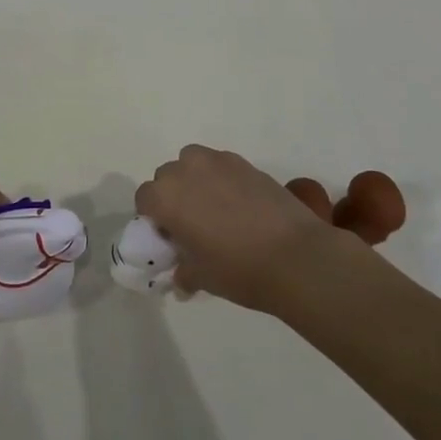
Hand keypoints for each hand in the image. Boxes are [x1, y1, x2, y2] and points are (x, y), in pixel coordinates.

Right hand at [136, 145, 370, 312]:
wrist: (296, 256)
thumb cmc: (239, 270)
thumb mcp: (202, 277)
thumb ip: (184, 270)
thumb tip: (181, 275)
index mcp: (165, 198)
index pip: (144, 199)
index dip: (154, 218)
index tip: (171, 238)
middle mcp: (185, 171)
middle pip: (167, 177)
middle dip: (173, 196)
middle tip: (193, 225)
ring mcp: (217, 162)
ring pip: (193, 162)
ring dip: (195, 180)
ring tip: (216, 208)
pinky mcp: (244, 162)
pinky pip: (220, 165)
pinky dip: (222, 178)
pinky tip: (240, 205)